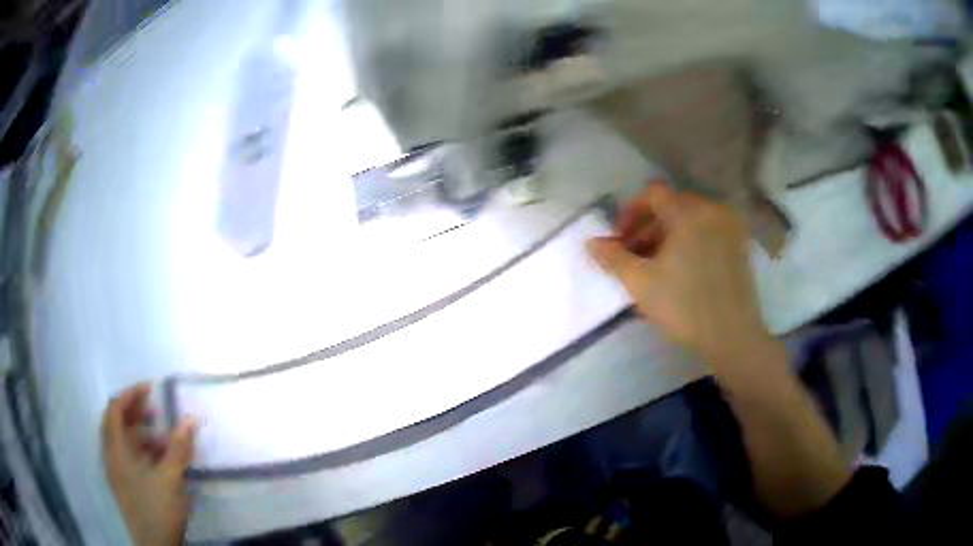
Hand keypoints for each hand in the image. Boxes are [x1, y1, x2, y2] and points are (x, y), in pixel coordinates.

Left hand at [102, 384, 196, 545]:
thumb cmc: (158, 509)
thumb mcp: (170, 479)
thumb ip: (178, 448)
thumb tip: (190, 418)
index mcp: (116, 450)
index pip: (115, 409)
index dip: (130, 395)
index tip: (151, 389)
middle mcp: (111, 455)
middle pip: (115, 422)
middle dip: (134, 412)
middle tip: (155, 409)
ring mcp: (116, 471)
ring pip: (122, 441)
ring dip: (139, 432)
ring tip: (162, 437)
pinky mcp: (124, 484)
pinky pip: (127, 456)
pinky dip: (140, 450)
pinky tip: (159, 460)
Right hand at [588, 182, 770, 362]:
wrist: (732, 336)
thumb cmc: (684, 306)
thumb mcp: (641, 283)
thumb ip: (613, 258)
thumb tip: (591, 242)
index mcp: (688, 213)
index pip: (652, 194)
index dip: (631, 213)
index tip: (620, 240)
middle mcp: (711, 210)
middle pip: (672, 206)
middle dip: (647, 227)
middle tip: (634, 256)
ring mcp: (729, 227)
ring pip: (690, 219)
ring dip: (667, 235)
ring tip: (656, 266)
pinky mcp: (739, 245)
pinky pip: (707, 231)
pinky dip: (690, 241)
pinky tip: (682, 269)